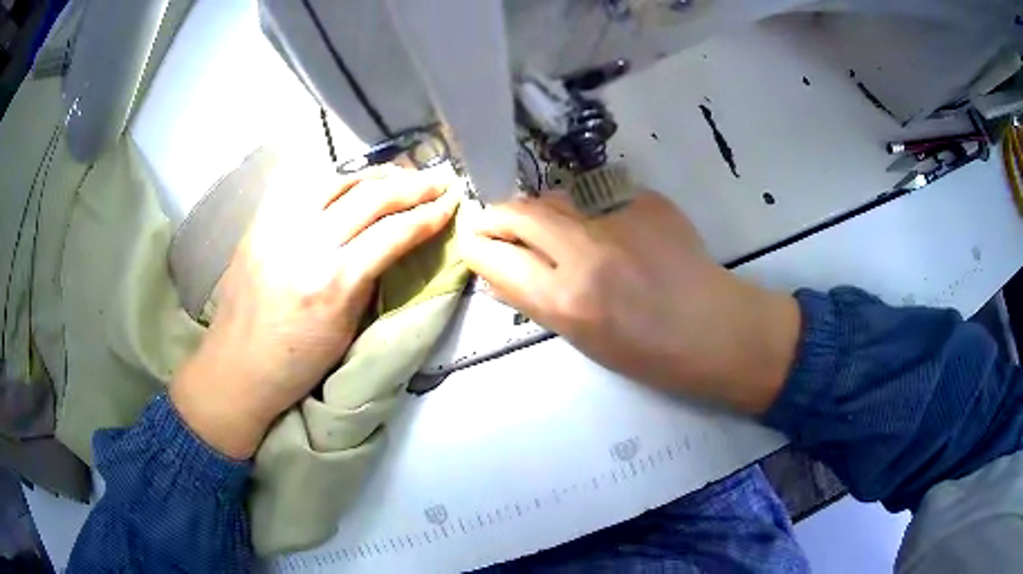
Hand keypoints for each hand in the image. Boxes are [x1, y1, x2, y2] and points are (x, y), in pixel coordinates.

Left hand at [171, 166, 459, 458]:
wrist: (236, 368)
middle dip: (412, 185)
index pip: (391, 234)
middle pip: (369, 198)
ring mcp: (277, 227)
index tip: (451, 203)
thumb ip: (367, 280)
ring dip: (375, 174)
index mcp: (332, 283)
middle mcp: (305, 244)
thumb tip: (389, 245)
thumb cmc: (296, 365)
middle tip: (438, 178)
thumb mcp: (346, 331)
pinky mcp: (259, 223)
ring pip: (335, 180)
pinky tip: (351, 180)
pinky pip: (302, 187)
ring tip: (400, 174)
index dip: (427, 215)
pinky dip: (334, 179)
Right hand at [458, 190, 799, 413]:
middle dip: (497, 215)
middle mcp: (585, 252)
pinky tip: (619, 236)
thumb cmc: (649, 353)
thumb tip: (499, 273)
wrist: (717, 331)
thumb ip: (536, 299)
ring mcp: (619, 220)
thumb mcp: (581, 337)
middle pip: (519, 211)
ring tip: (560, 232)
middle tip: (497, 223)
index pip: (494, 256)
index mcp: (565, 300)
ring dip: (546, 213)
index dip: (475, 245)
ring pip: (558, 199)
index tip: (471, 241)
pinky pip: (602, 201)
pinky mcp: (646, 202)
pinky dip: (597, 215)